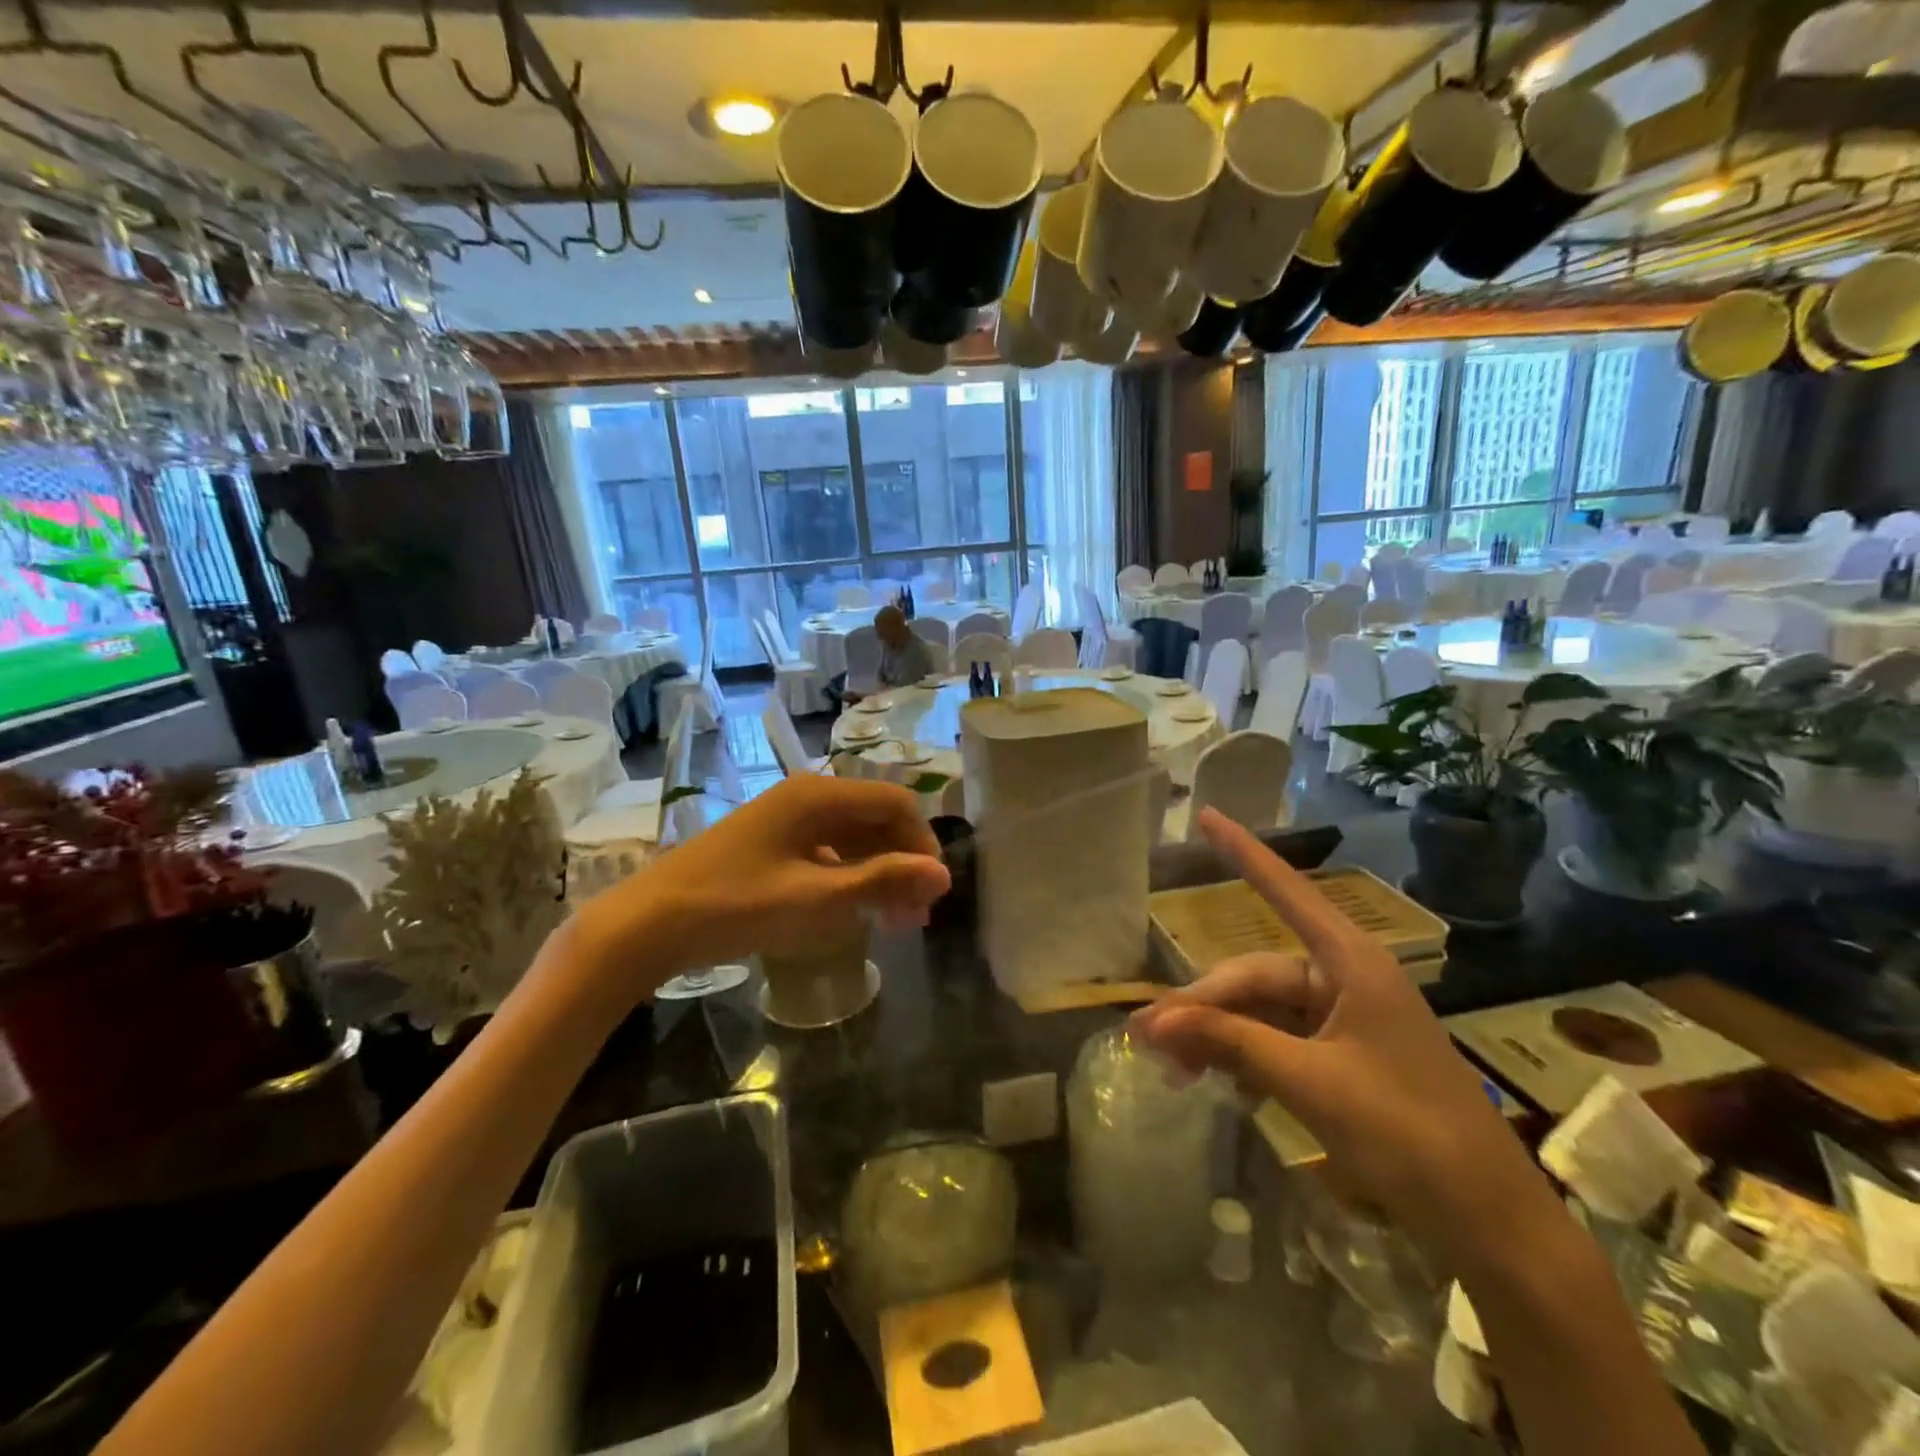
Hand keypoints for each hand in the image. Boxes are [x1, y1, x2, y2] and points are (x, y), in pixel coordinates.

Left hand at [570, 775, 949, 1000]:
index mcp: (819, 795)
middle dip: (902, 862)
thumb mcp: (816, 898)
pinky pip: (827, 847)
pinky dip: (849, 874)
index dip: (922, 844)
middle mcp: (807, 794)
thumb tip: (943, 874)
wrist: (649, 922)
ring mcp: (786, 816)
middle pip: (876, 817)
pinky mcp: (771, 839)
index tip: (932, 892)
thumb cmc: (736, 906)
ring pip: (852, 834)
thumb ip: (882, 881)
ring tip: (891, 919)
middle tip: (915, 916)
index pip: (896, 803)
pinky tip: (851, 908)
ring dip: (878, 871)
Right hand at [1130, 808, 1557, 1262]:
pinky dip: (1242, 1056)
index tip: (1205, 814)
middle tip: (1148, 1040)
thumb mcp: (1310, 1084)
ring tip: (1171, 1069)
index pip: (1283, 891)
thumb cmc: (1408, 1135)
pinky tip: (1214, 1082)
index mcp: (1349, 963)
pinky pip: (1275, 1040)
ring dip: (1216, 1036)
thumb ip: (1230, 1043)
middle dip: (1202, 1007)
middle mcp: (1342, 979)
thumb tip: (1152, 1021)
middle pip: (1254, 976)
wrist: (1487, 1224)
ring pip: (1258, 1011)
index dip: (1241, 852)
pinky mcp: (1340, 1055)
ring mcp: (1342, 1019)